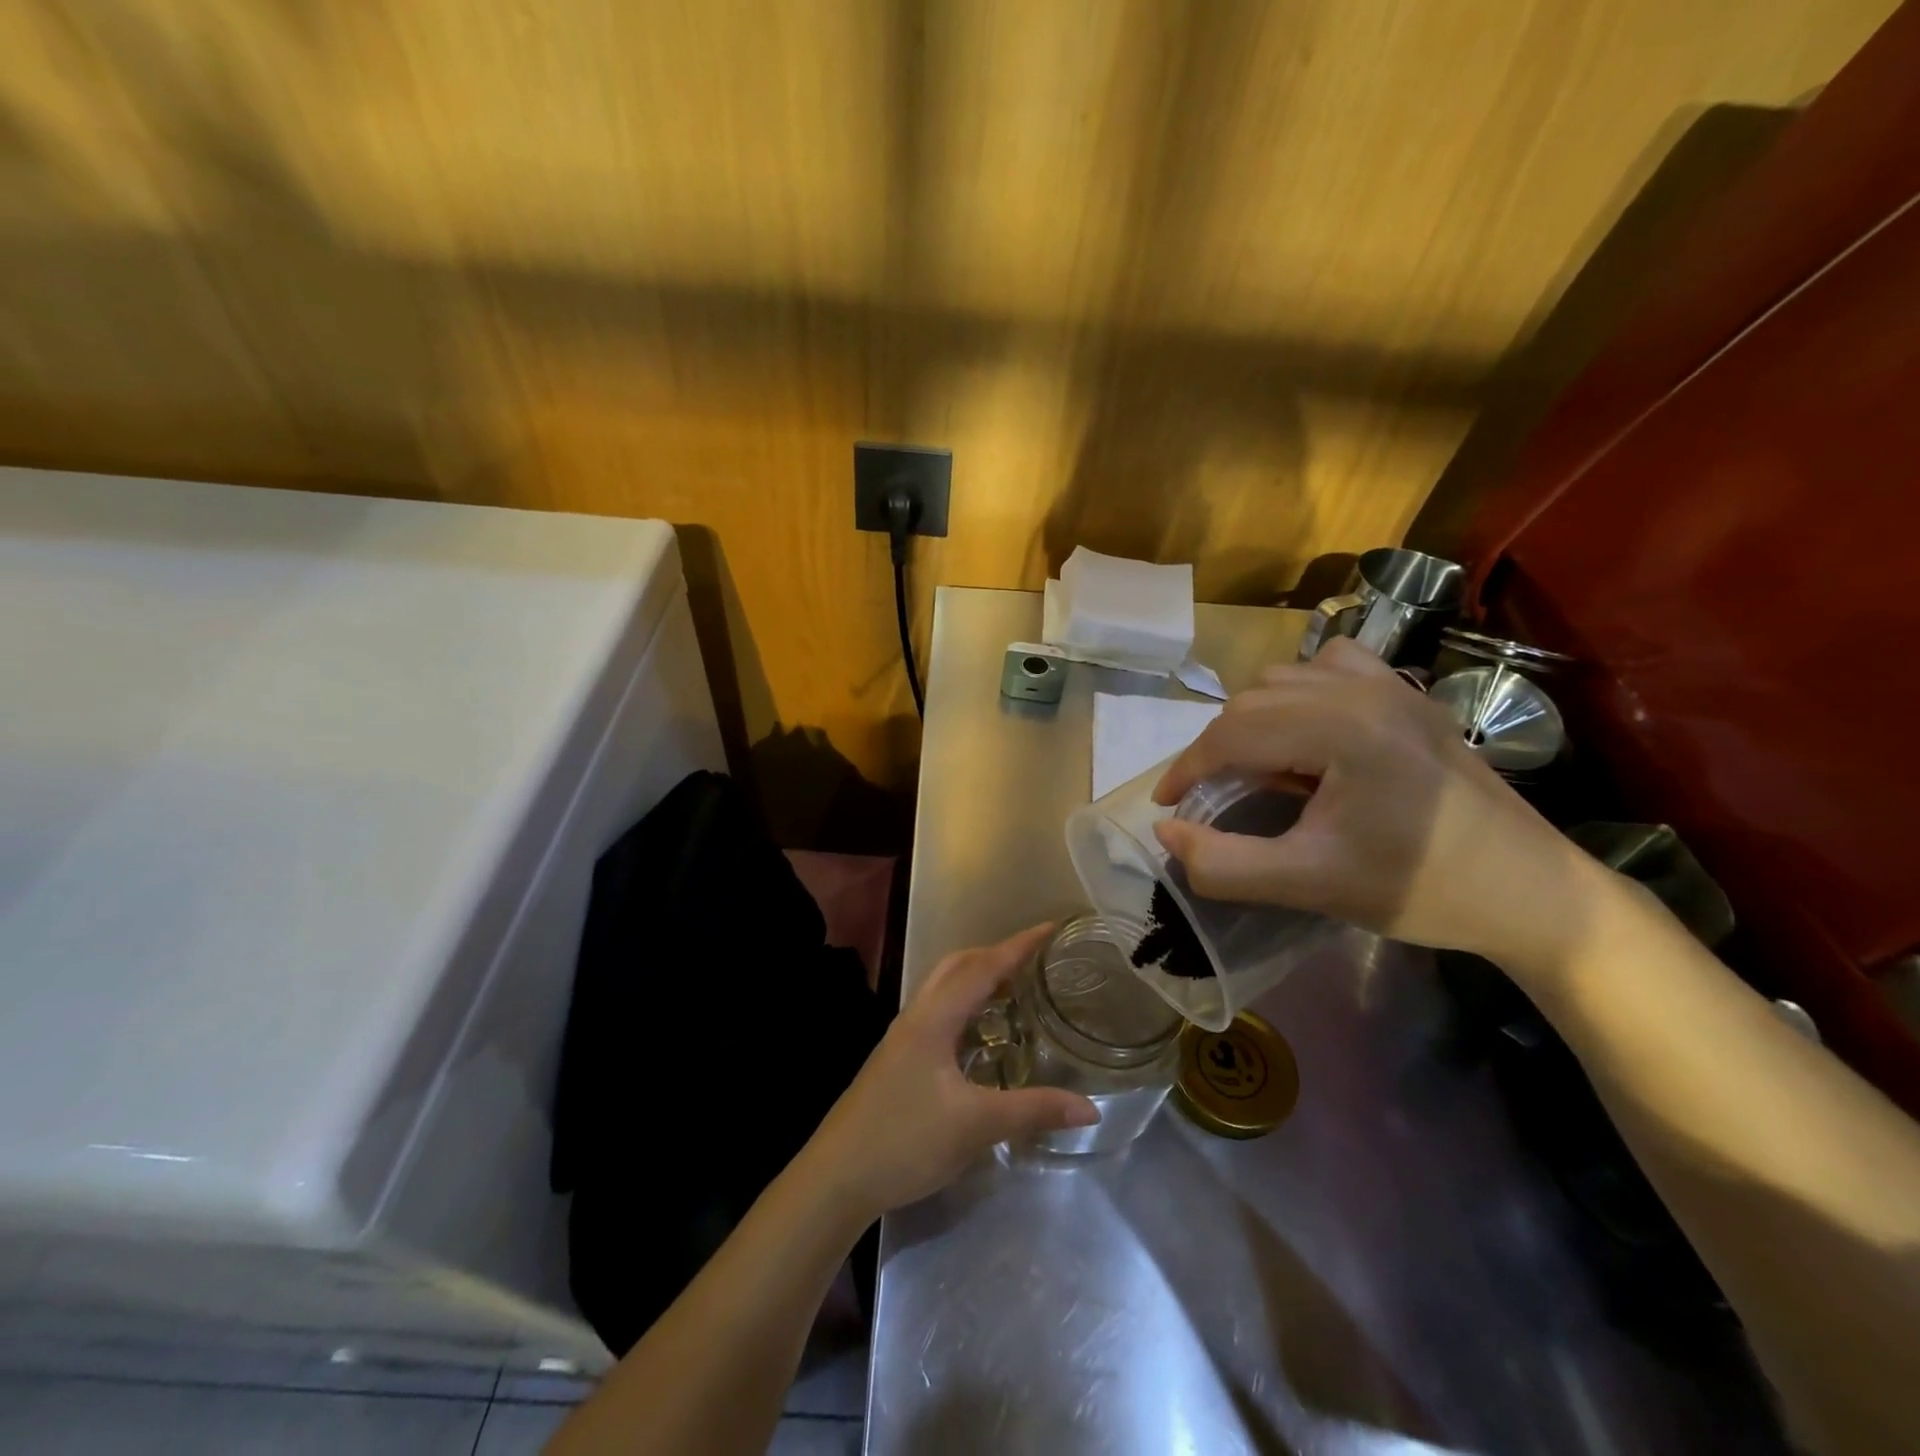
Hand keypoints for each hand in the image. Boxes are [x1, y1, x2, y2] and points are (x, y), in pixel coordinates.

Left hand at [804, 924, 1099, 1222]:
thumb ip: (1033, 1110)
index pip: (983, 967)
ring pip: (943, 987)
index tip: (1050, 928)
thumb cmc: (905, 1141)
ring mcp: (902, 1037)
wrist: (836, 1178)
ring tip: (1014, 989)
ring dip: (977, 977)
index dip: (1018, 946)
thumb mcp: (975, 1125)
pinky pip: (937, 1011)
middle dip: (995, 954)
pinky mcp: (897, 1058)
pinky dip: (964, 1004)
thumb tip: (1091, 1108)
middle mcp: (916, 1016)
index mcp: (934, 1018)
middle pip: (957, 965)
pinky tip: (980, 1035)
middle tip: (1034, 960)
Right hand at [1150, 638, 1604, 973]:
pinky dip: (1301, 690)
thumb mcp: (1309, 885)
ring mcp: (1393, 686)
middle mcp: (1363, 690)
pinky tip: (1308, 729)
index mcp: (1341, 730)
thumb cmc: (1420, 890)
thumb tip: (1166, 833)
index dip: (1187, 768)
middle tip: (1211, 797)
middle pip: (1253, 700)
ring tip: (1258, 768)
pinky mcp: (1410, 696)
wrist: (1531, 893)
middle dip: (1218, 748)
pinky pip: (1332, 665)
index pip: (1233, 732)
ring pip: (1285, 677)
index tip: (1167, 805)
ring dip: (1255, 718)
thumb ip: (1225, 864)